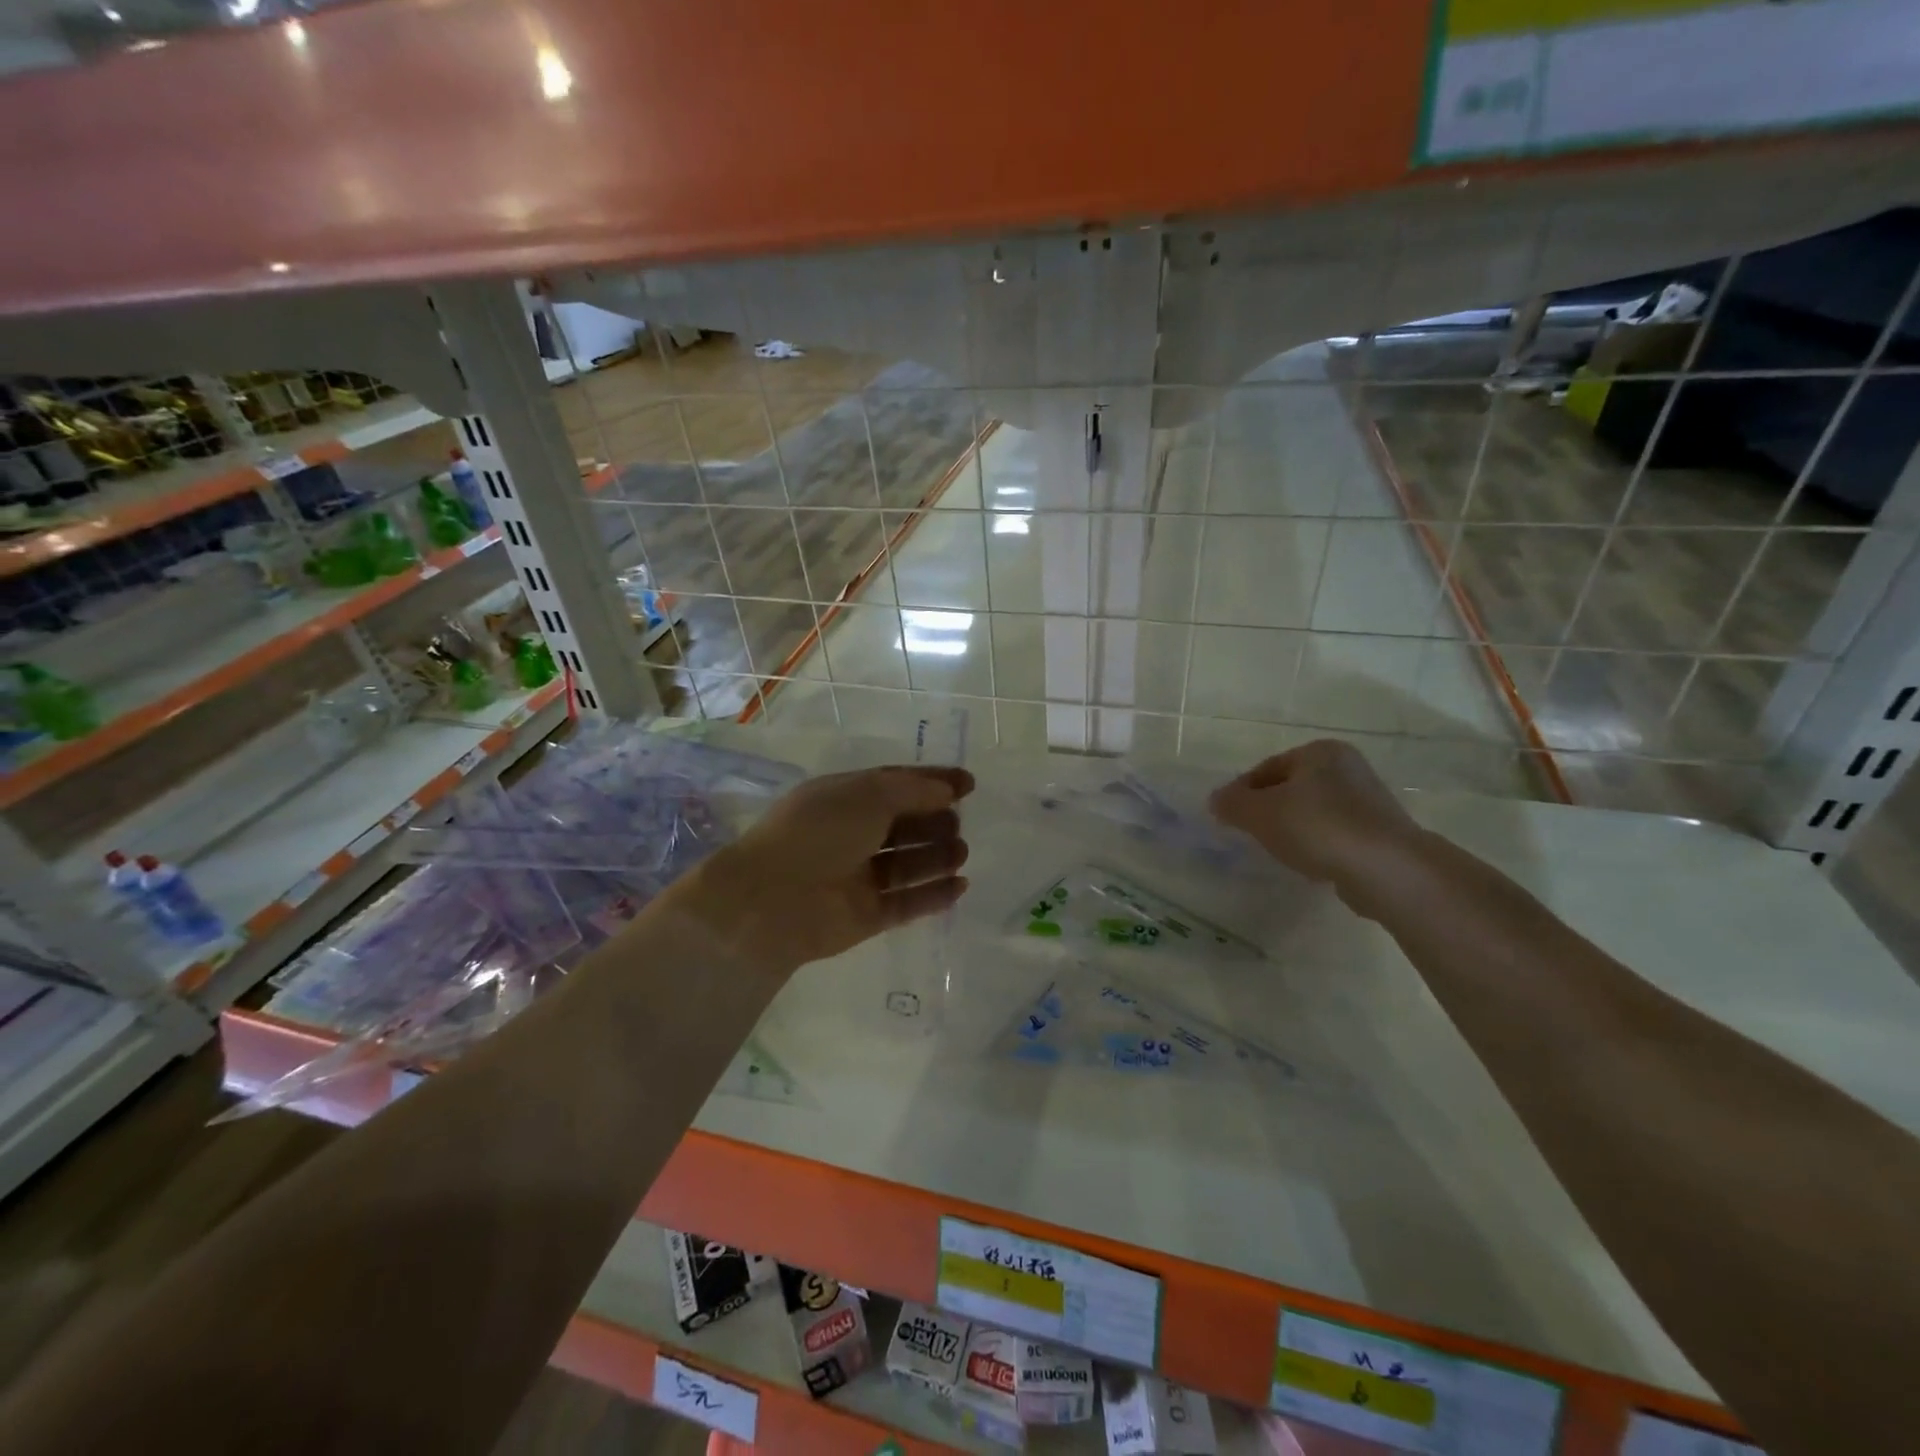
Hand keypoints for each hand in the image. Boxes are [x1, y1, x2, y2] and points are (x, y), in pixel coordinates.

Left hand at [667, 765, 973, 972]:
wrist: (772, 899)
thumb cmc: (819, 832)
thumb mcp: (868, 794)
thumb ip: (913, 790)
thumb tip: (947, 792)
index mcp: (845, 798)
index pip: (895, 784)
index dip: (932, 782)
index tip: (969, 784)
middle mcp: (852, 835)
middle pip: (904, 824)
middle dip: (935, 820)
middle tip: (957, 823)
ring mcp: (859, 877)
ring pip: (908, 864)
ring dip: (938, 856)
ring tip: (961, 852)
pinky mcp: (866, 916)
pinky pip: (907, 902)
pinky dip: (934, 894)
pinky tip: (961, 886)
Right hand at [1209, 740, 1425, 912]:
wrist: (1386, 869)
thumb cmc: (1317, 827)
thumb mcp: (1260, 813)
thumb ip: (1232, 803)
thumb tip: (1215, 800)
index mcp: (1320, 751)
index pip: (1267, 768)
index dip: (1241, 791)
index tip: (1228, 817)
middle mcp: (1347, 768)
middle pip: (1291, 788)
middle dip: (1268, 809)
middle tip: (1250, 834)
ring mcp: (1368, 801)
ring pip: (1313, 811)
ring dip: (1292, 828)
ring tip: (1278, 852)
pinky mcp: (1380, 833)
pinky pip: (1334, 834)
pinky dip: (1317, 845)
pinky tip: (1310, 864)